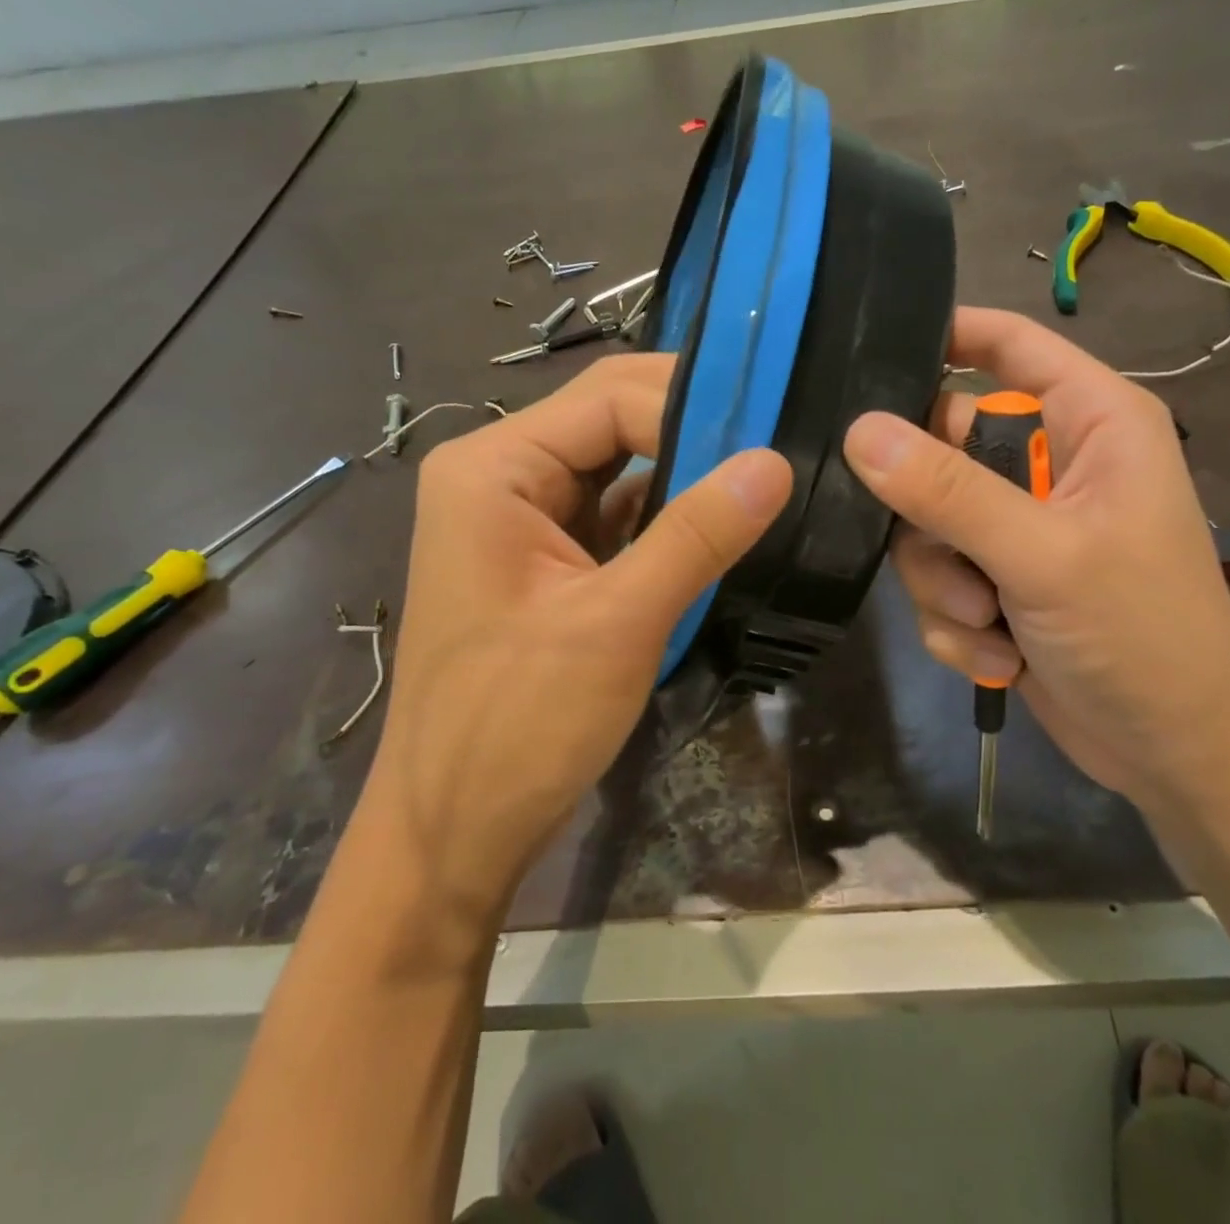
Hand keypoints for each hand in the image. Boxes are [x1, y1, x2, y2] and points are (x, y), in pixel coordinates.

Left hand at [360, 354, 791, 927]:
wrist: (454, 830)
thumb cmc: (517, 727)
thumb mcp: (617, 624)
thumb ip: (696, 535)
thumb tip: (774, 463)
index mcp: (493, 469)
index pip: (607, 399)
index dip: (692, 405)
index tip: (771, 433)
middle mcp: (501, 477)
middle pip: (610, 421)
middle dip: (691, 429)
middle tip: (775, 443)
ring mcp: (521, 520)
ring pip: (618, 467)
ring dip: (685, 472)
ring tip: (761, 476)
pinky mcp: (546, 560)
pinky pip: (616, 515)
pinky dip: (666, 517)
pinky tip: (721, 523)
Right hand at [841, 307, 1229, 804]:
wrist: (1177, 757)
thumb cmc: (1143, 637)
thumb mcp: (1044, 556)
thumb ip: (950, 490)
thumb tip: (859, 430)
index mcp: (1090, 423)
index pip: (1008, 344)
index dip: (944, 335)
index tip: (867, 356)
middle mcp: (1051, 465)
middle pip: (941, 445)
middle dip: (931, 513)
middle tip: (952, 553)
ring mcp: (1019, 527)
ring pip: (928, 524)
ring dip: (945, 581)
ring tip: (992, 620)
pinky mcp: (998, 582)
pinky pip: (938, 579)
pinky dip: (957, 622)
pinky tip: (1000, 654)